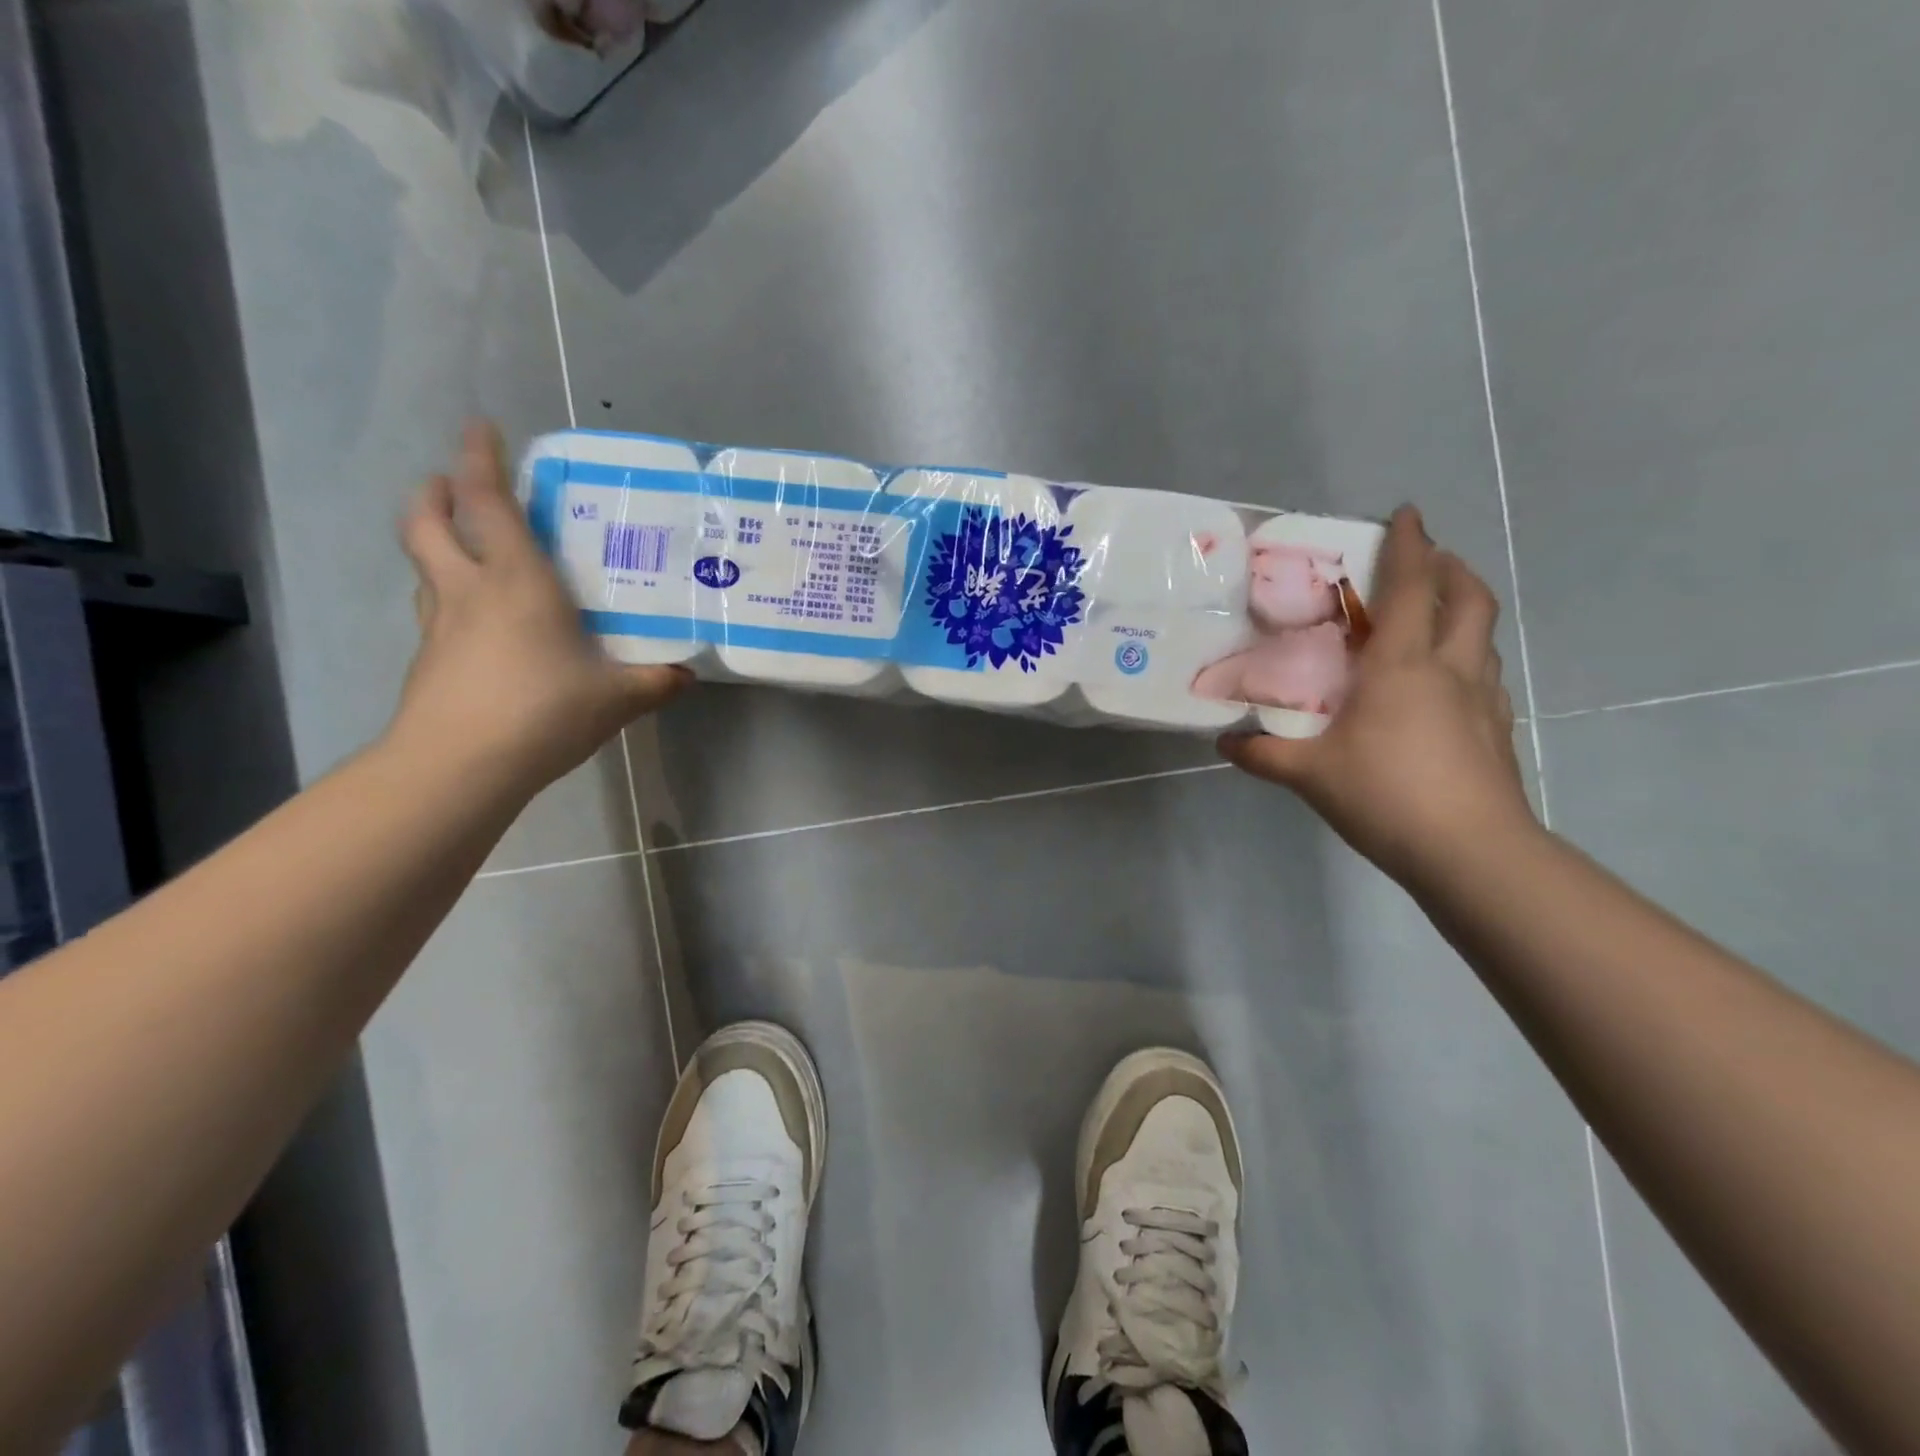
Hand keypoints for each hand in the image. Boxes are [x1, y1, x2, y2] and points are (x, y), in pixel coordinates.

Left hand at [388, 420, 688, 794]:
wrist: (459, 767)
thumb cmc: (542, 711)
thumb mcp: (616, 698)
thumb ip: (655, 682)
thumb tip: (688, 675)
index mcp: (517, 581)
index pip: (488, 502)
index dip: (479, 457)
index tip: (480, 427)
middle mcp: (469, 590)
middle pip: (428, 522)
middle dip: (436, 492)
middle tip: (451, 484)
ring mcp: (440, 626)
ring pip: (424, 567)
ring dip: (436, 543)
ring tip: (466, 550)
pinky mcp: (428, 662)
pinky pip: (435, 613)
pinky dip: (448, 600)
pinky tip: (479, 627)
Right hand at [1219, 506, 1538, 886]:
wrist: (1472, 852)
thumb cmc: (1386, 795)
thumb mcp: (1310, 774)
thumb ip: (1264, 754)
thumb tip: (1224, 742)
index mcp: (1403, 666)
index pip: (1411, 588)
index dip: (1410, 545)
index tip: (1408, 513)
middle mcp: (1450, 669)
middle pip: (1468, 599)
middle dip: (1451, 568)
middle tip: (1429, 559)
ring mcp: (1483, 699)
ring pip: (1482, 636)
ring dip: (1464, 609)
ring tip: (1436, 614)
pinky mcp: (1497, 730)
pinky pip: (1484, 674)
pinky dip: (1467, 657)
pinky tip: (1445, 683)